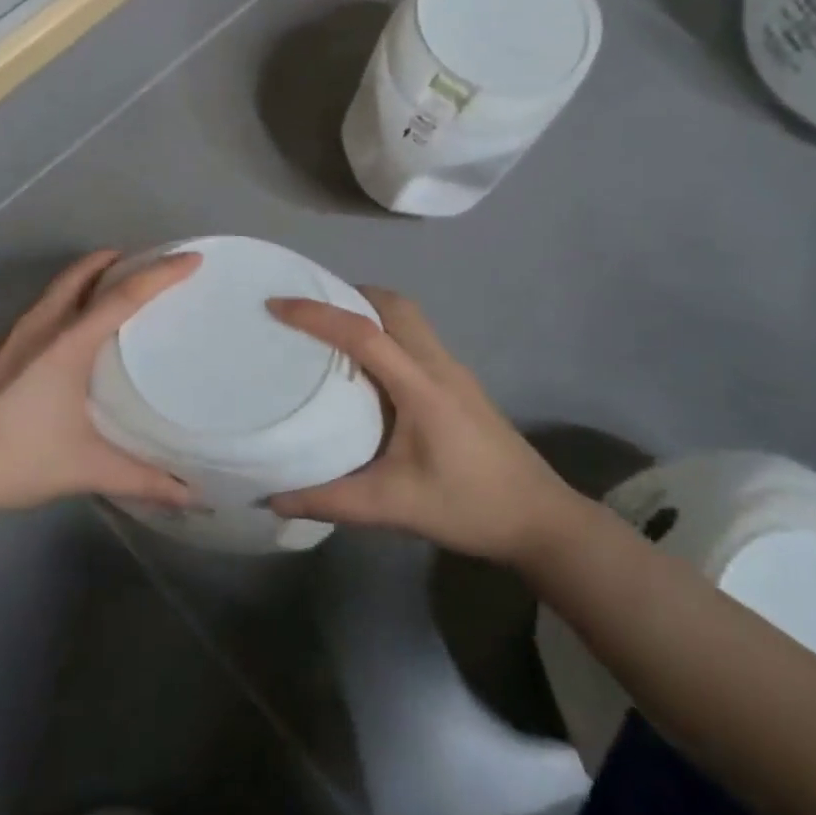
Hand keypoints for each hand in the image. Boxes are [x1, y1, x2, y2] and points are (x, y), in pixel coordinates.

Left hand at [0, 250, 198, 520]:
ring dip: (88, 275)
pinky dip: (68, 296)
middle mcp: (41, 326)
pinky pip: (43, 304)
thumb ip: (142, 477)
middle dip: (117, 260)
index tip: (191, 258)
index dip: (160, 274)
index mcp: (67, 343)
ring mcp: (14, 334)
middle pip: (82, 273)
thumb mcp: (86, 468)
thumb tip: (190, 495)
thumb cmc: (17, 459)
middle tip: (148, 264)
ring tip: (115, 287)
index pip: (122, 295)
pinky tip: (73, 328)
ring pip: (58, 286)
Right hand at [268, 289, 581, 563]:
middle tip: (308, 309)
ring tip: (330, 328)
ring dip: (370, 309)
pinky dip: (386, 329)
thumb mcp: (395, 507)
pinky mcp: (460, 382)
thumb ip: (333, 500)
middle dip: (349, 295)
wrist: (540, 519)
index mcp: (421, 386)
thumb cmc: (469, 507)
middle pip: (393, 305)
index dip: (318, 314)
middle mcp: (438, 365)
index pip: (363, 333)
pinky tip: (369, 363)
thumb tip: (274, 496)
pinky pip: (416, 335)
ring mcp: (454, 370)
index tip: (277, 304)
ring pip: (408, 316)